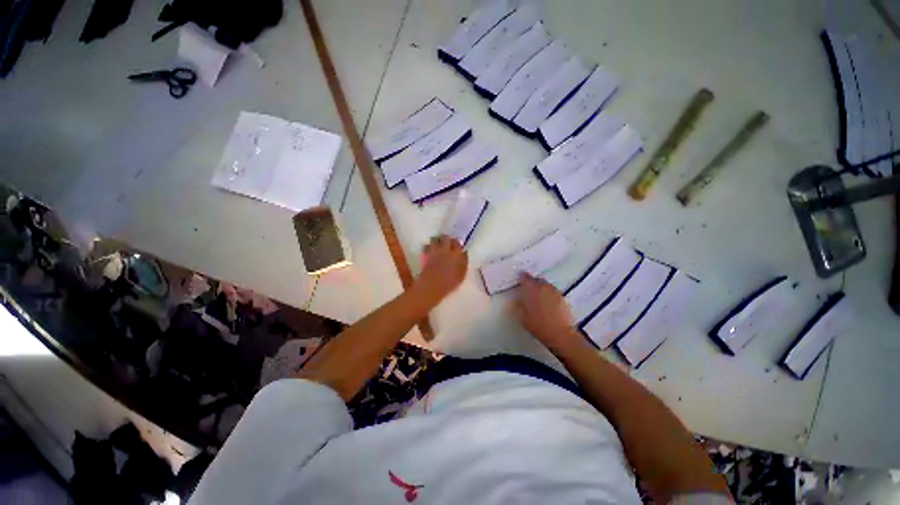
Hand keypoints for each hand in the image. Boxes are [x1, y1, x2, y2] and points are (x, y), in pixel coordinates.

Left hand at [416, 235, 467, 300]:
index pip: (457, 243)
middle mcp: (445, 248)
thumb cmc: (450, 282)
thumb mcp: (461, 274)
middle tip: (447, 244)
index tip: (456, 246)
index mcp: (456, 253)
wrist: (432, 285)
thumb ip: (463, 262)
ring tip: (438, 246)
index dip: (457, 243)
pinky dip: (428, 247)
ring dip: (437, 241)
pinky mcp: (425, 254)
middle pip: (445, 237)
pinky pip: (426, 246)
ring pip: (435, 239)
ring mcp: (434, 250)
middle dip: (446, 239)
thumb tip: (463, 254)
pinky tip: (430, 251)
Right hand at [514, 273, 578, 350]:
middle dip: (531, 283)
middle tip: (528, 289)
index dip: (521, 278)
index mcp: (532, 289)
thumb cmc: (538, 325)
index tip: (519, 280)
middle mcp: (543, 287)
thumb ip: (518, 305)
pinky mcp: (563, 298)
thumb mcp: (522, 316)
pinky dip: (549, 294)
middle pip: (536, 280)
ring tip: (538, 296)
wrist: (560, 334)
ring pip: (545, 285)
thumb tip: (516, 299)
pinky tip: (547, 303)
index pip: (525, 278)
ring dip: (541, 288)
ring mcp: (554, 291)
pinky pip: (553, 292)